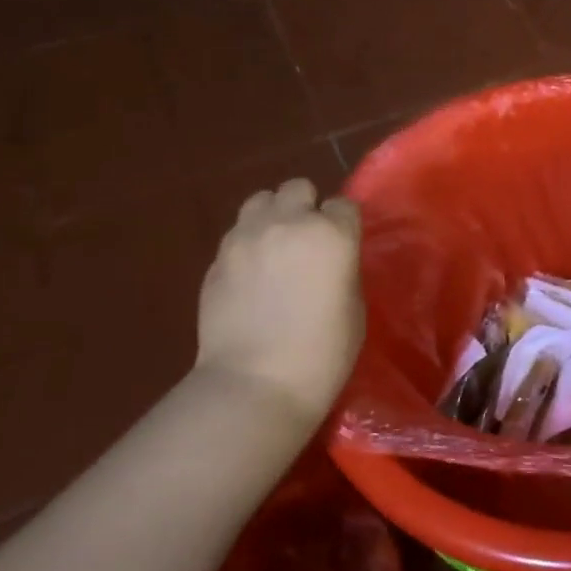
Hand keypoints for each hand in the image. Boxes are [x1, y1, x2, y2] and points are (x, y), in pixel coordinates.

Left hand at [196, 179, 364, 422]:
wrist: (257, 382)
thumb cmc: (324, 351)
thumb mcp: (353, 303)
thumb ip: (341, 266)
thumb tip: (329, 258)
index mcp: (331, 234)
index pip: (343, 205)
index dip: (344, 224)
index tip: (344, 246)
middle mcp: (287, 223)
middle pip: (297, 188)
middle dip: (306, 207)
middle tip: (309, 240)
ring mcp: (245, 238)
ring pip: (260, 200)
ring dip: (273, 216)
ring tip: (276, 247)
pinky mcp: (216, 259)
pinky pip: (237, 233)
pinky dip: (248, 243)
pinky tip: (252, 274)